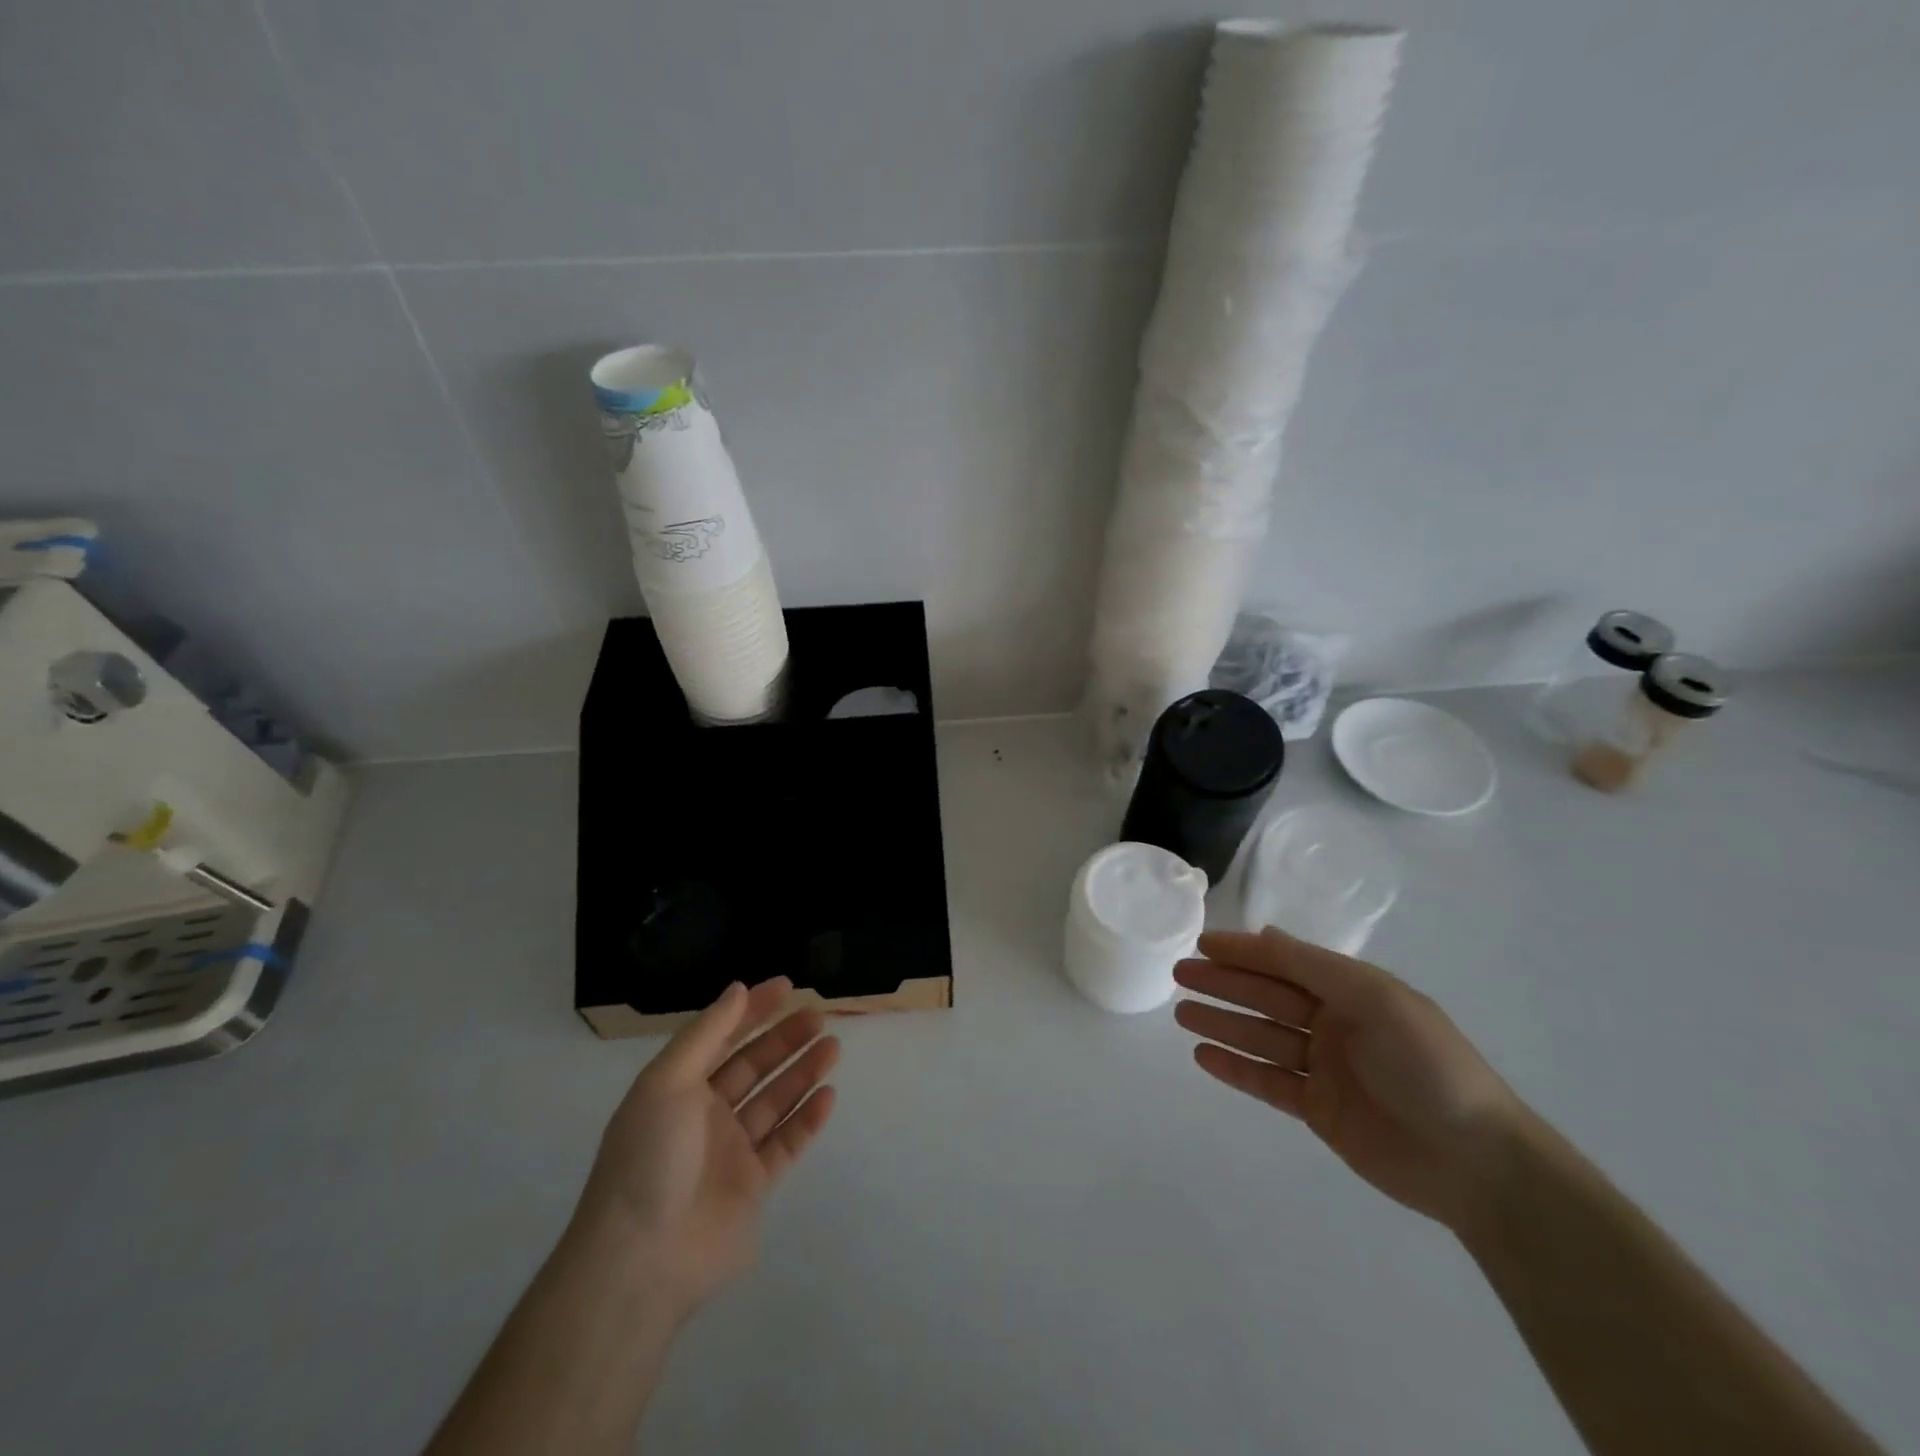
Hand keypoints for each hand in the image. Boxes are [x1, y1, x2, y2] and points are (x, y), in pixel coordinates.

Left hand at [575, 978, 838, 1316]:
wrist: (642, 1260)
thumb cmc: (650, 1157)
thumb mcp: (668, 1082)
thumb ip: (707, 1033)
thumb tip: (739, 989)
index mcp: (679, 1088)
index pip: (722, 1037)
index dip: (753, 1010)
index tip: (787, 987)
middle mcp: (705, 1116)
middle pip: (753, 1066)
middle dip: (785, 1039)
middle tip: (819, 1016)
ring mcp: (730, 1152)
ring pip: (774, 1101)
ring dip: (802, 1072)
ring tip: (833, 1047)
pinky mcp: (753, 1187)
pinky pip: (786, 1144)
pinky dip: (807, 1119)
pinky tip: (828, 1096)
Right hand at [1174, 929, 1524, 1229]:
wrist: (1477, 1163)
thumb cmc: (1427, 1065)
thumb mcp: (1376, 999)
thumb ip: (1315, 968)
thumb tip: (1265, 935)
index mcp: (1352, 991)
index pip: (1286, 962)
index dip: (1243, 951)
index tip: (1201, 944)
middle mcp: (1335, 1023)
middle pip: (1267, 997)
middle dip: (1223, 984)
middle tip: (1179, 975)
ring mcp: (1325, 1068)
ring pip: (1261, 1037)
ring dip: (1222, 1024)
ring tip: (1180, 1015)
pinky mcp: (1319, 1110)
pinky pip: (1268, 1082)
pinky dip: (1236, 1068)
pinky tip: (1203, 1056)